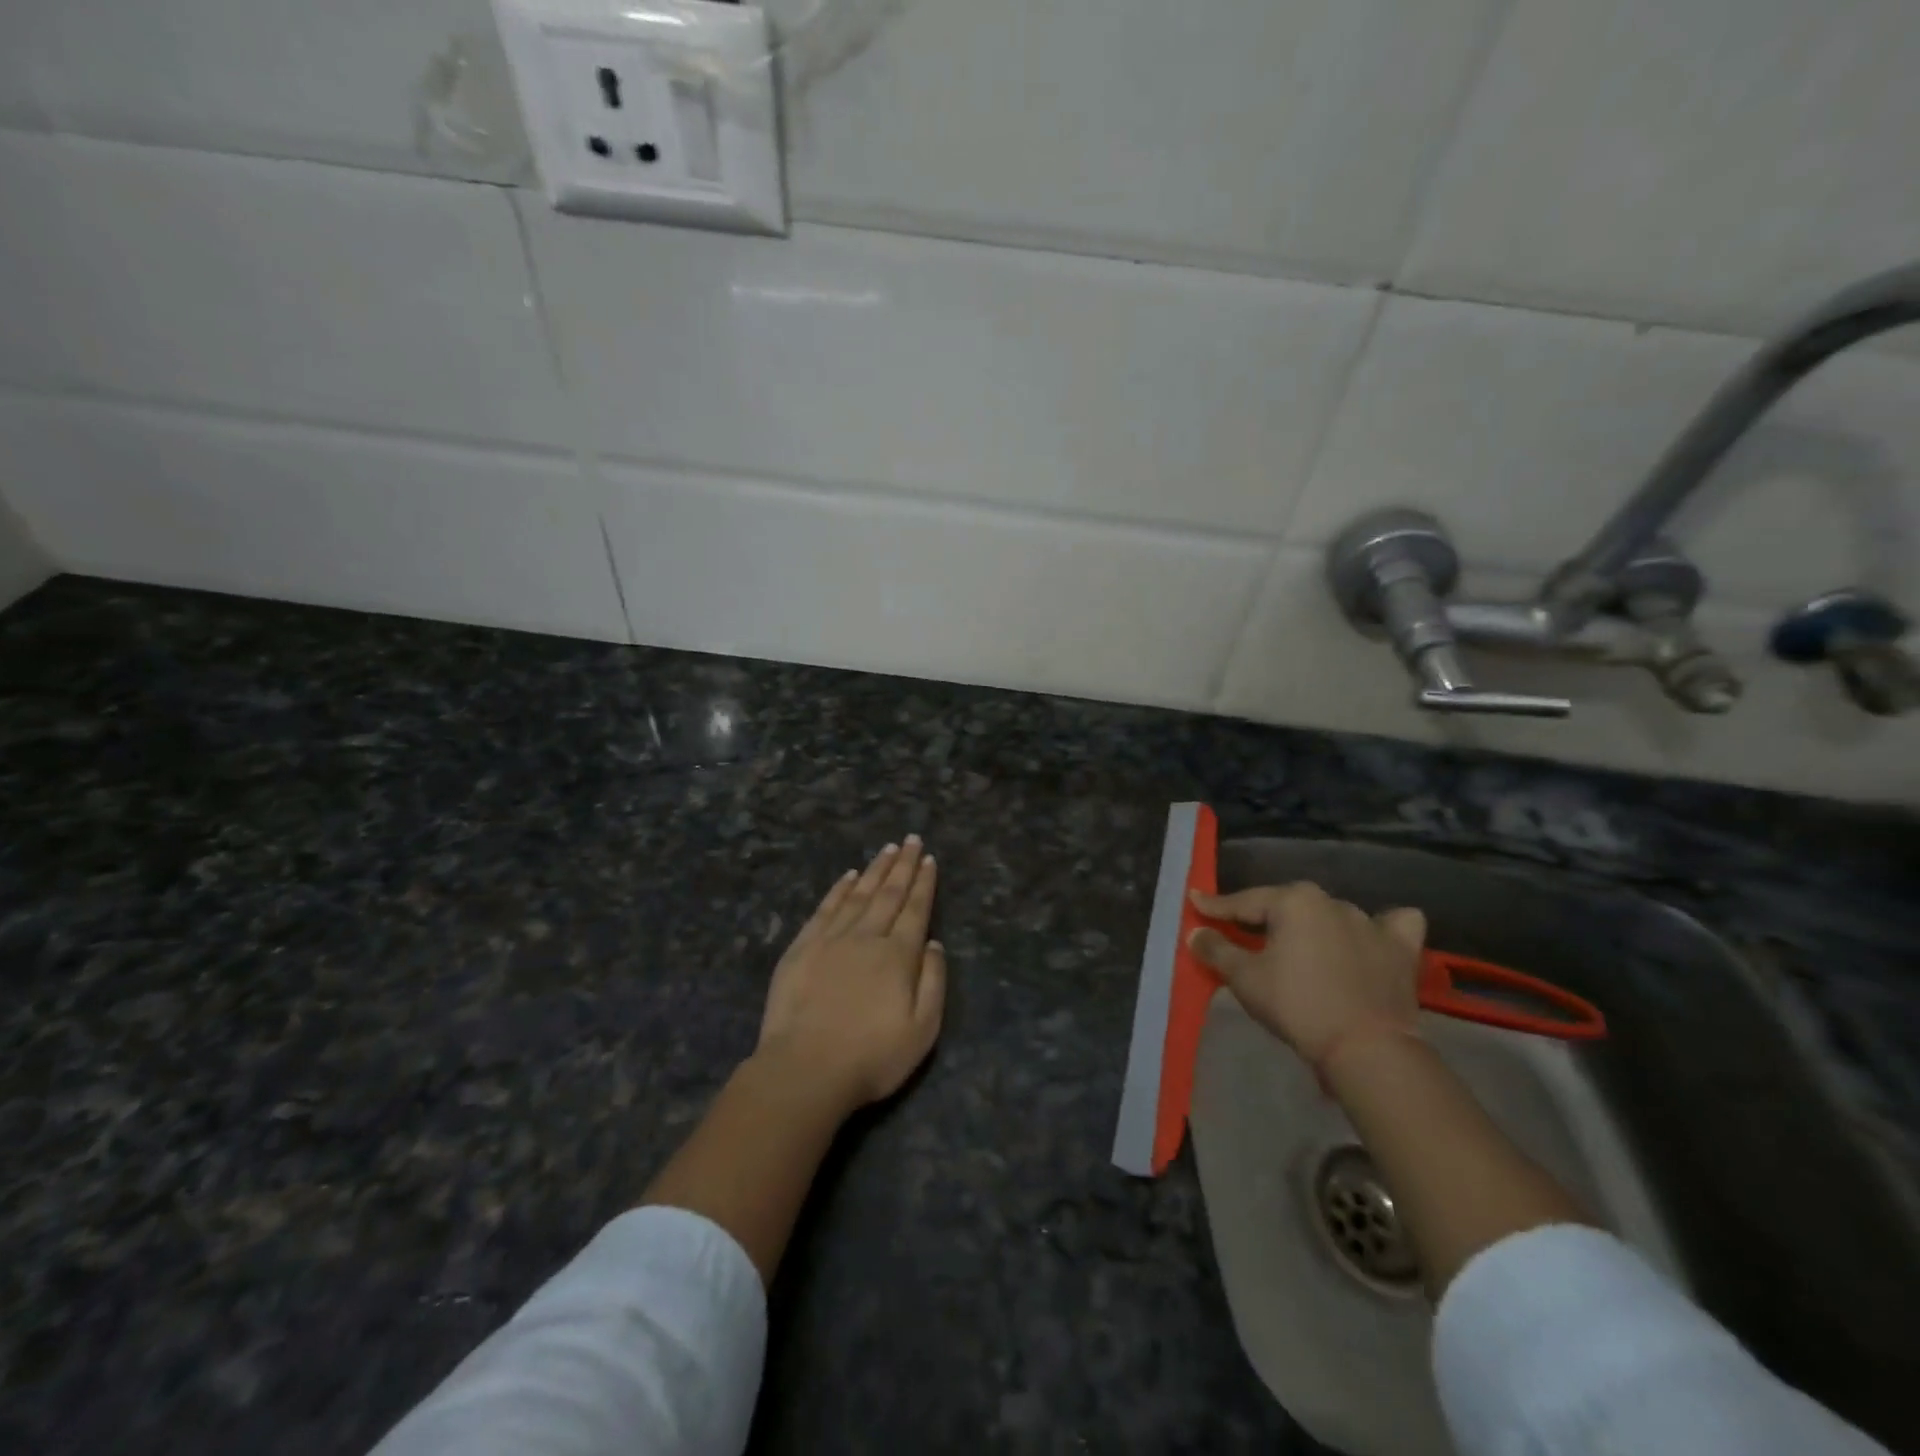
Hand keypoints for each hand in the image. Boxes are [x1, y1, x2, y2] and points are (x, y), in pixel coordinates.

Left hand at [756, 837, 946, 1113]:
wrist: (805, 1069)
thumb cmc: (871, 1057)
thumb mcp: (922, 1030)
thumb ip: (933, 982)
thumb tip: (934, 943)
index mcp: (898, 955)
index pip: (915, 910)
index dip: (924, 883)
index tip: (929, 859)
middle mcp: (867, 937)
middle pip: (889, 894)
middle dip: (903, 865)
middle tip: (912, 840)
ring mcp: (831, 939)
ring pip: (858, 894)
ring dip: (875, 869)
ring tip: (888, 849)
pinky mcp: (802, 948)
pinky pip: (826, 909)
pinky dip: (839, 889)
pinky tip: (848, 876)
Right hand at [1188, 882, 1426, 1065]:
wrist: (1368, 1048)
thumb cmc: (1298, 1005)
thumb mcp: (1245, 978)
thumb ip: (1217, 949)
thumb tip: (1195, 932)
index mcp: (1294, 901)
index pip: (1244, 901)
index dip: (1216, 906)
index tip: (1196, 903)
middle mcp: (1332, 901)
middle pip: (1287, 906)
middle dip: (1264, 916)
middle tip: (1243, 930)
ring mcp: (1371, 922)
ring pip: (1332, 914)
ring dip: (1314, 925)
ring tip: (1301, 944)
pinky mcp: (1401, 949)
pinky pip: (1391, 926)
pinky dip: (1380, 928)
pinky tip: (1370, 937)